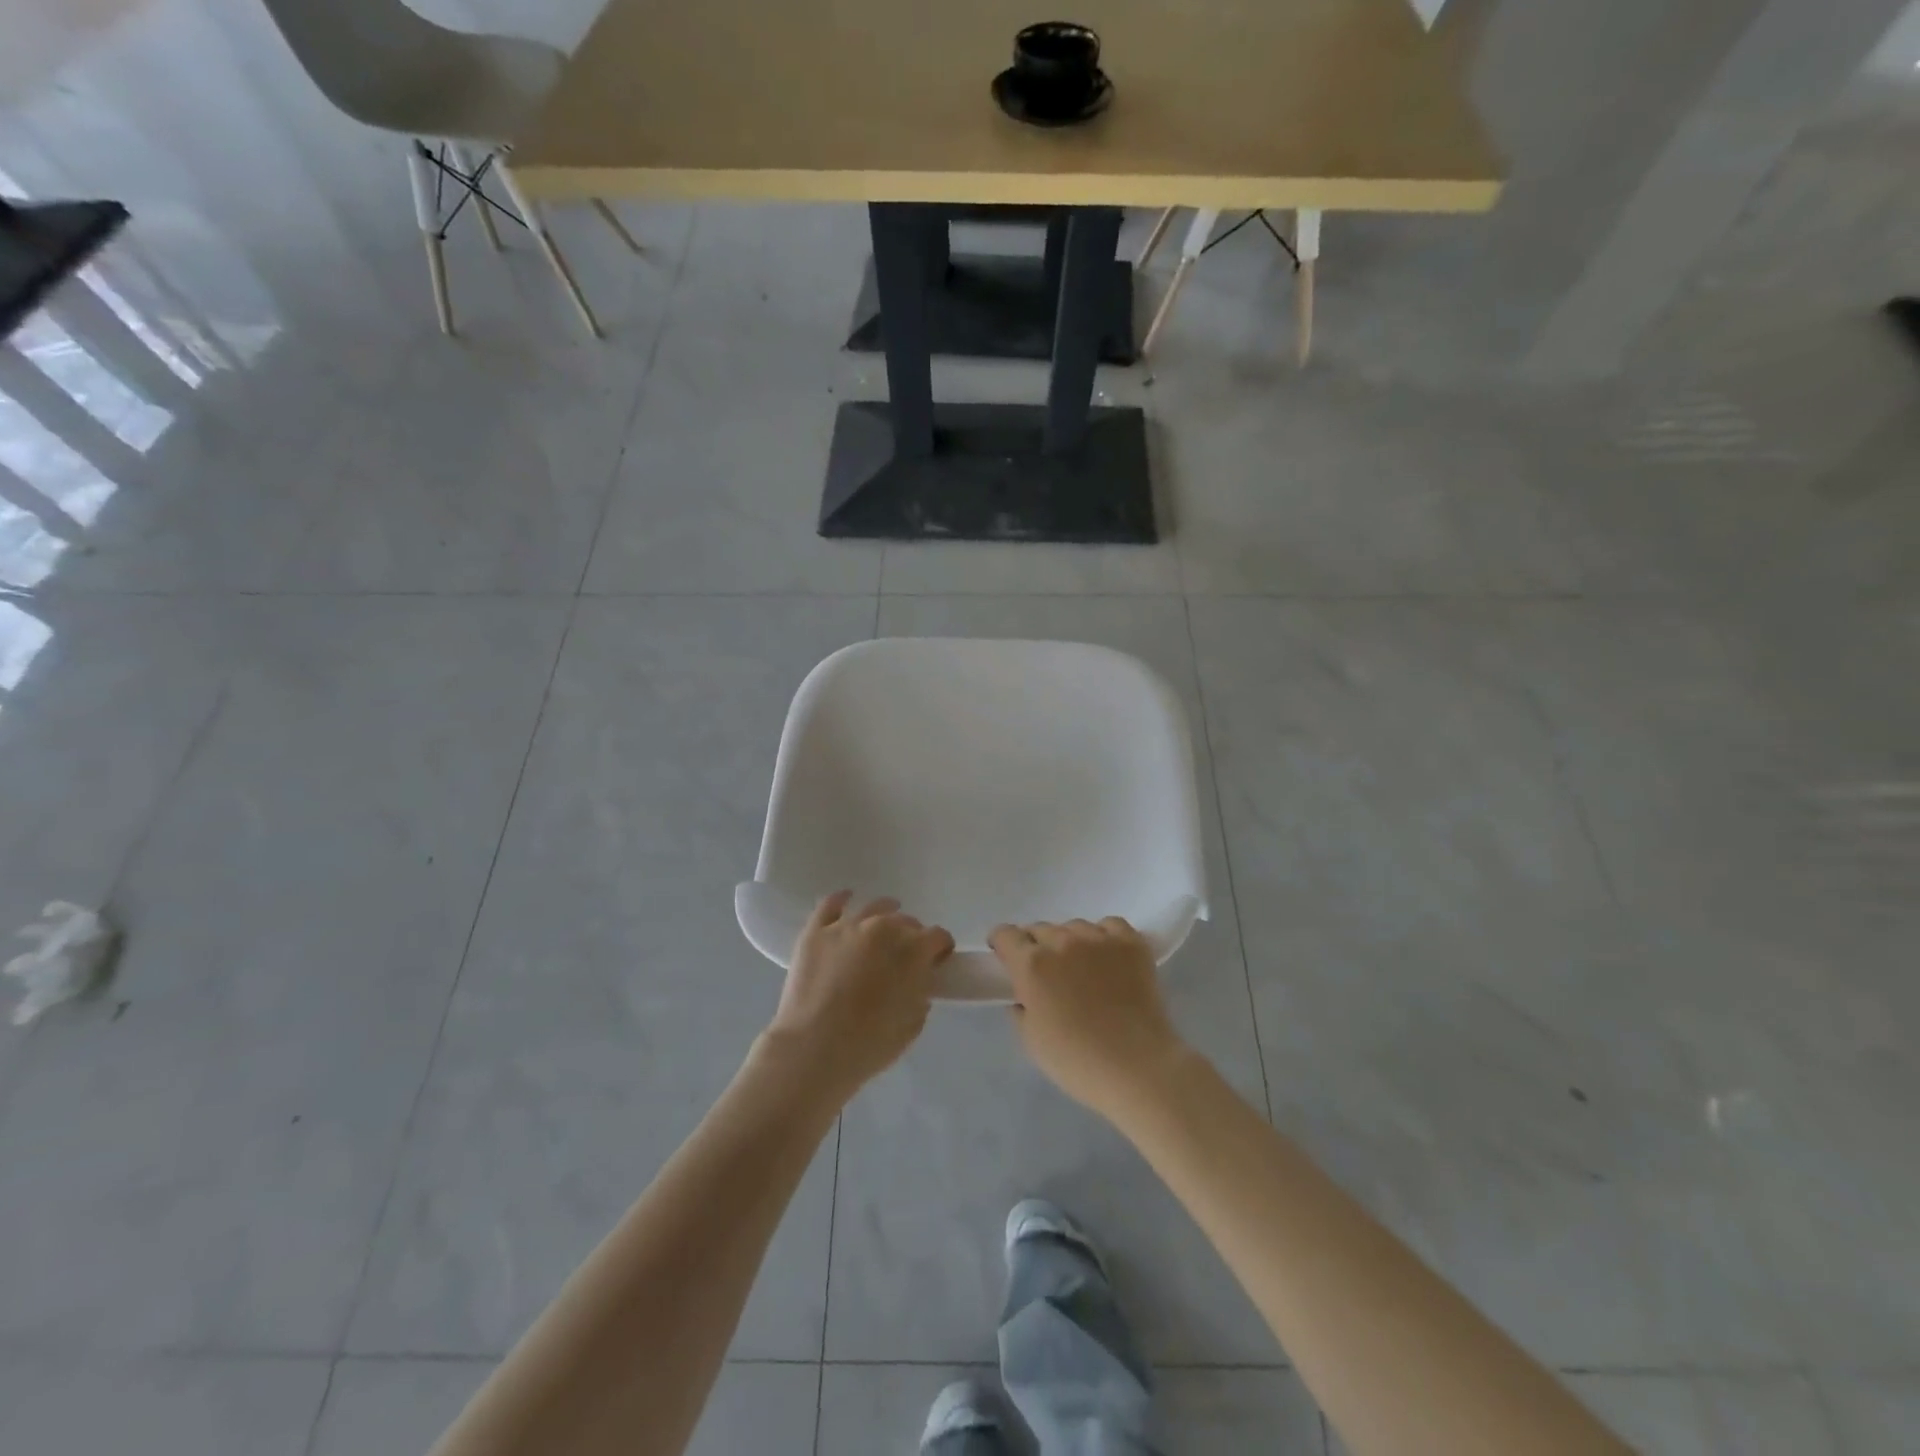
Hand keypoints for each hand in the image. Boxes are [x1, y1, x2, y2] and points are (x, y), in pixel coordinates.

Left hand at [764, 892, 953, 1102]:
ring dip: (885, 914)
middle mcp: (883, 928)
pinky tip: (847, 899)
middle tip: (905, 957)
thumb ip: (921, 994)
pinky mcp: (816, 931)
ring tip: (884, 924)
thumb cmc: (869, 1045)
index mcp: (913, 951)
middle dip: (912, 937)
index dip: (941, 948)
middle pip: (906, 922)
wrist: (813, 1049)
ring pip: (874, 908)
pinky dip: (842, 899)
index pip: (938, 936)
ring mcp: (847, 926)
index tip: (938, 961)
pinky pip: (831, 904)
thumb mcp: (912, 1025)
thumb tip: (917, 982)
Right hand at [990, 918, 1188, 1121]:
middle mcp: (1062, 942)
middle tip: (1047, 974)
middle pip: (1040, 929)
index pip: (1005, 934)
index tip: (1006, 958)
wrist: (1138, 1067)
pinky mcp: (1131, 943)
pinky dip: (1103, 937)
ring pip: (1073, 927)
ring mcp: (1099, 938)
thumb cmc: (1077, 1061)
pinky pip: (1109, 925)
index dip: (1002, 944)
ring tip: (1081, 968)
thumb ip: (1021, 1006)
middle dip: (1036, 947)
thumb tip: (1025, 994)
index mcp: (1031, 964)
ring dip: (1070, 943)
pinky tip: (1107, 958)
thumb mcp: (1031, 1040)